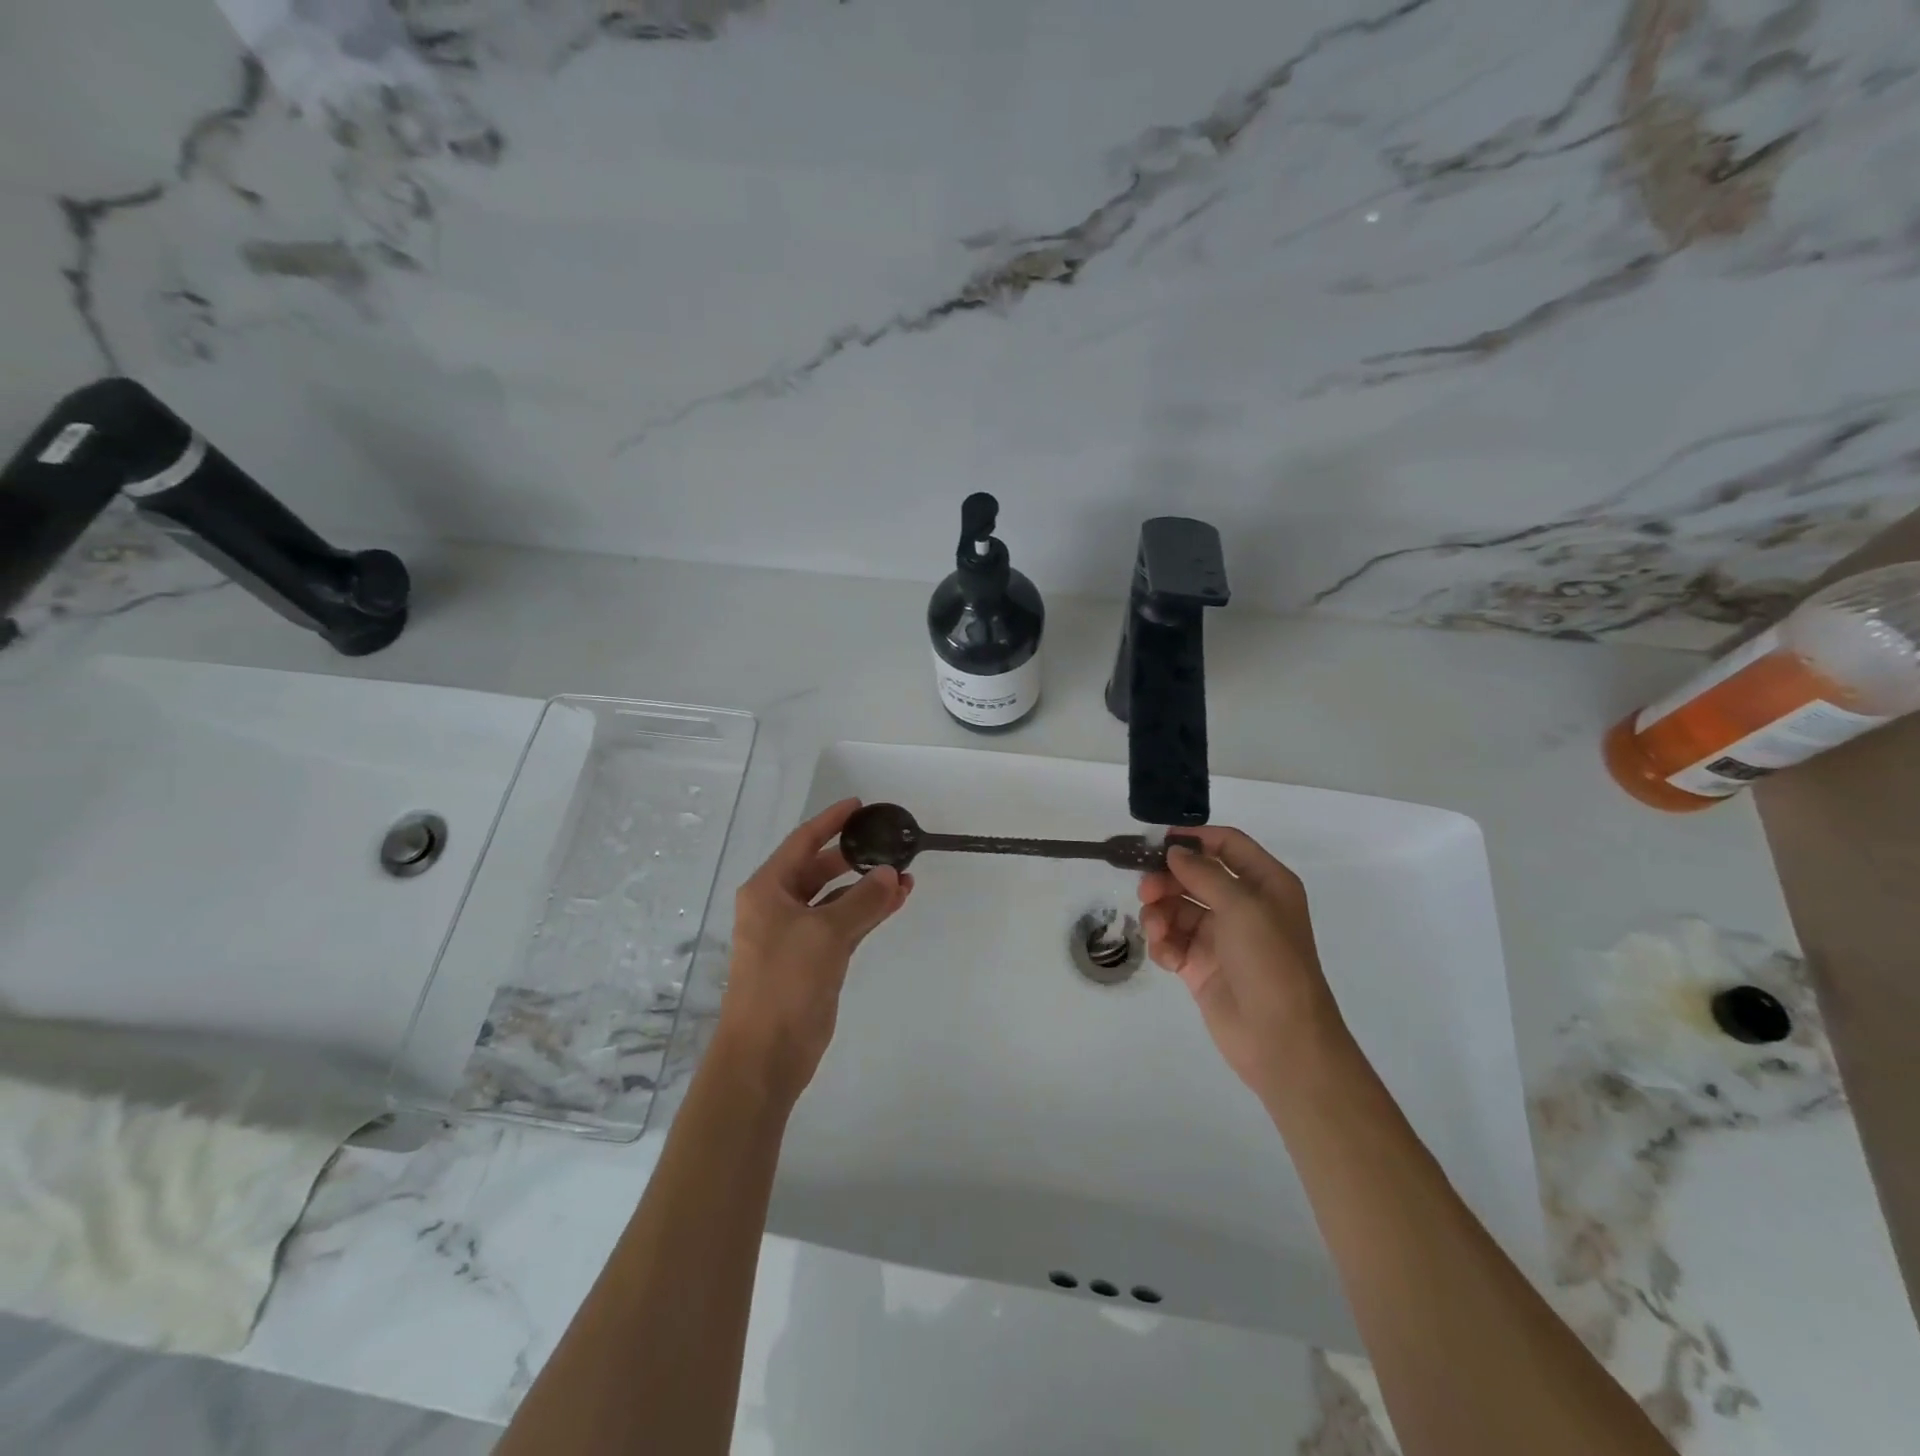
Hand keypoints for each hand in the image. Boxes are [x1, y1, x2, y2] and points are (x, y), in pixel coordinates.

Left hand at [714, 798, 912, 1106]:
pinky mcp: (813, 959)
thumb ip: (863, 900)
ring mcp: (796, 934)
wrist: (766, 1054)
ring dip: (867, 888)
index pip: (803, 842)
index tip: (859, 806)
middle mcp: (778, 906)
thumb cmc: (785, 982)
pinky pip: (844, 924)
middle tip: (889, 844)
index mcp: (768, 890)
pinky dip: (867, 913)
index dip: (830, 822)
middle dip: (855, 858)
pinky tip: (895, 903)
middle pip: (820, 869)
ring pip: (836, 899)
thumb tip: (892, 874)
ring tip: (905, 876)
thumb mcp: (826, 934)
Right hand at [1138, 826, 1348, 1107]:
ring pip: (1176, 907)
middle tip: (1145, 891)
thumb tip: (1174, 851)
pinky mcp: (1199, 965)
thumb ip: (1204, 874)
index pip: (1227, 845)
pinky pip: (1171, 940)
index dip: (1194, 839)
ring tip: (1157, 932)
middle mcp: (1242, 905)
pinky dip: (1163, 944)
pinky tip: (1167, 958)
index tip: (1157, 842)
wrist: (1281, 1041)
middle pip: (1193, 875)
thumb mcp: (1243, 908)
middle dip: (1167, 880)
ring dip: (1160, 914)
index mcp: (1265, 884)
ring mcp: (1220, 936)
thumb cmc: (1270, 963)